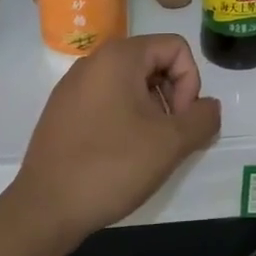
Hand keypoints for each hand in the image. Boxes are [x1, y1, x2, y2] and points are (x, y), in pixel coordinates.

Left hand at [7, 34, 221, 245]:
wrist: (45, 208)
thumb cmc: (112, 166)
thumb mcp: (170, 143)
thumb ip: (202, 119)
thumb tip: (210, 107)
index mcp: (119, 57)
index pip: (175, 47)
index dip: (190, 81)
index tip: (182, 120)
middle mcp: (93, 62)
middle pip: (153, 62)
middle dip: (172, 96)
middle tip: (171, 136)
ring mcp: (73, 87)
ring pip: (130, 84)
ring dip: (151, 110)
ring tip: (148, 149)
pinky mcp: (62, 111)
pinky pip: (107, 101)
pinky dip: (125, 119)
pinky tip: (122, 155)